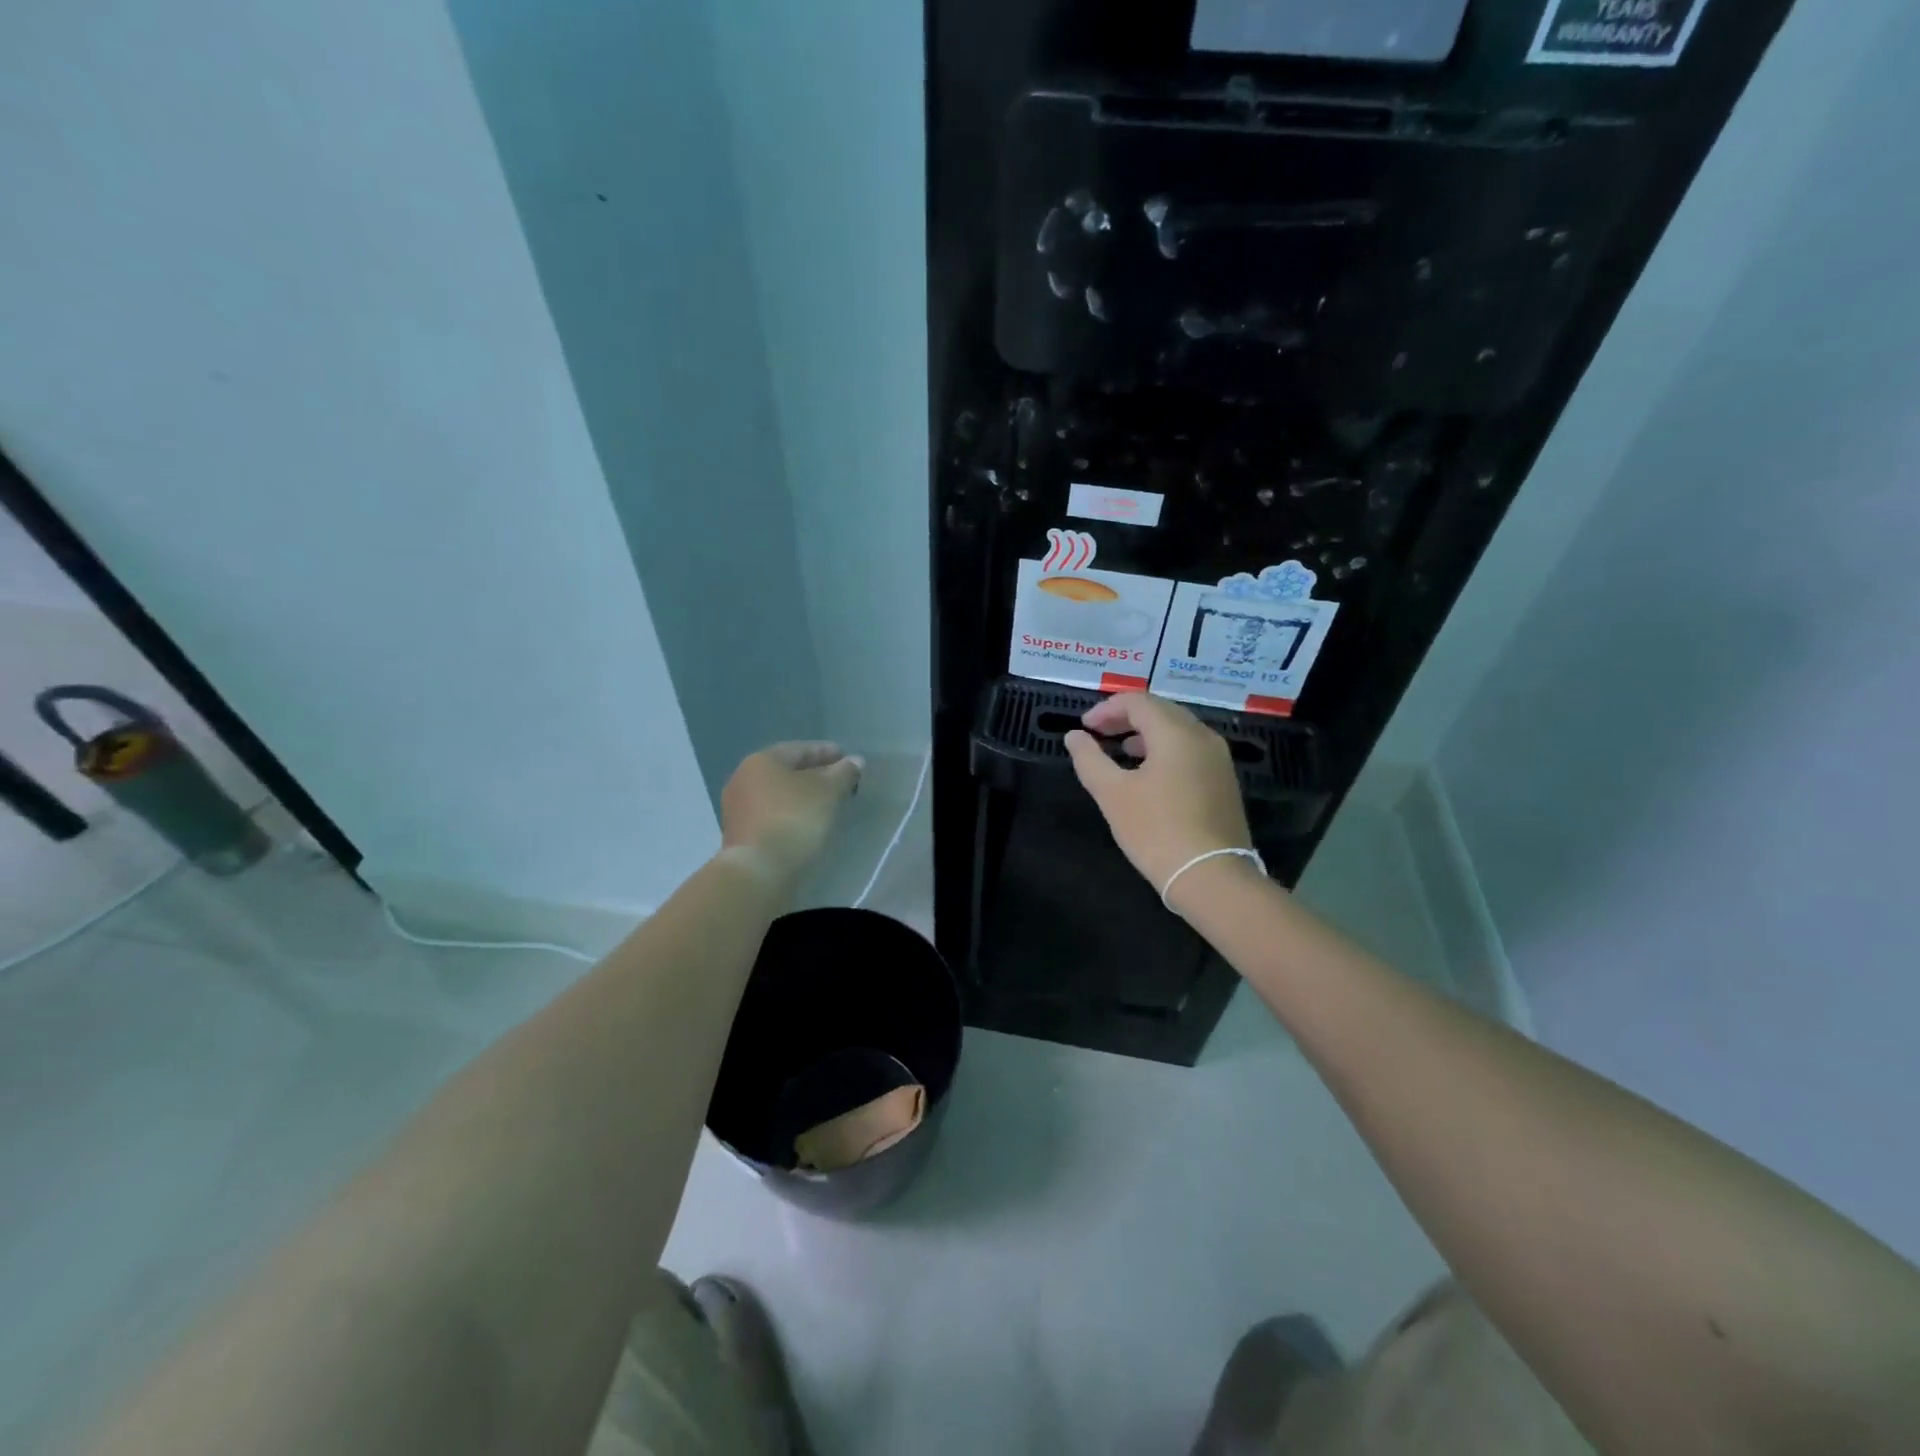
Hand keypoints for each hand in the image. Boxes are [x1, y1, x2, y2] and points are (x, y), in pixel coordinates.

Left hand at [720, 742, 862, 888]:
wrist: (758, 871)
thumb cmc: (794, 820)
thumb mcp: (827, 792)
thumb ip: (843, 773)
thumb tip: (855, 761)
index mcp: (761, 761)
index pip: (800, 749)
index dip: (827, 752)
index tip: (848, 759)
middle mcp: (743, 778)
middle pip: (786, 771)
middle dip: (814, 774)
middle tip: (839, 781)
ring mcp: (737, 808)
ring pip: (777, 794)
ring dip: (801, 796)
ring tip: (827, 804)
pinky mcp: (739, 834)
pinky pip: (771, 815)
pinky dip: (790, 814)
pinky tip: (807, 823)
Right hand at [1063, 693, 1252, 897]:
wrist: (1212, 876)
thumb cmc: (1156, 831)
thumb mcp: (1113, 794)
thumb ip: (1089, 759)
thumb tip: (1074, 736)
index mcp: (1176, 732)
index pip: (1138, 701)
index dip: (1107, 709)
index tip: (1084, 727)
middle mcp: (1202, 736)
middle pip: (1161, 711)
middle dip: (1126, 718)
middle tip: (1098, 734)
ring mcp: (1218, 759)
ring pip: (1178, 730)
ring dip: (1146, 734)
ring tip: (1121, 752)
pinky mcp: (1224, 781)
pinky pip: (1190, 750)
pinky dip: (1165, 750)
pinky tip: (1149, 774)